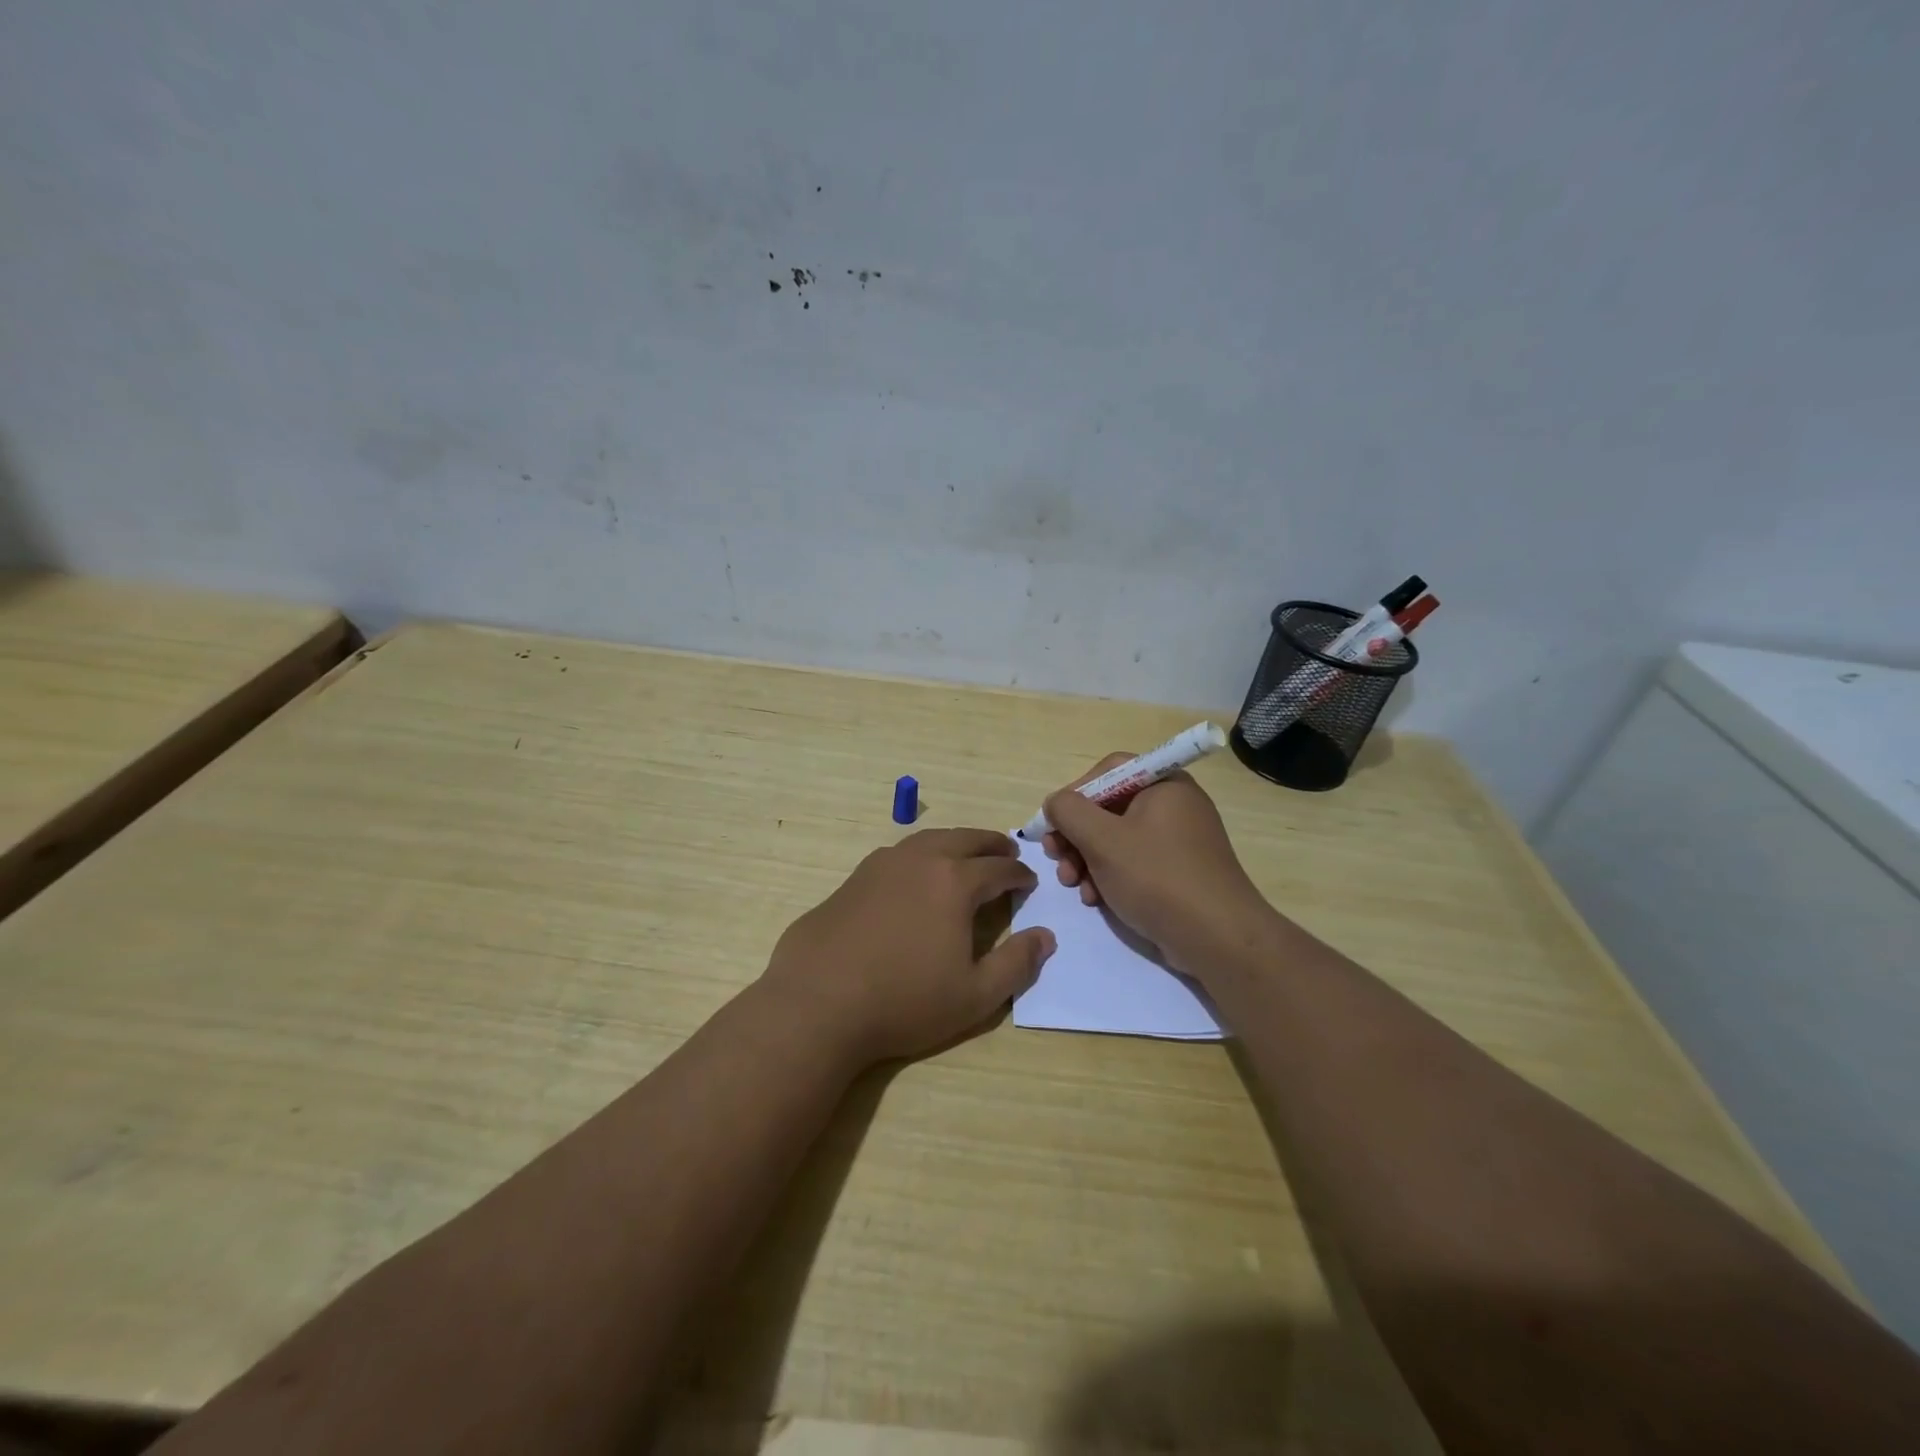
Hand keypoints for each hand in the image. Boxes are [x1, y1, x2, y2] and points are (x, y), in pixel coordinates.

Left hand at [761, 827, 1055, 1065]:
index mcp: (955, 881)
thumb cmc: (904, 1001)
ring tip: (965, 855)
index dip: (1019, 874)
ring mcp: (882, 864)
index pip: (999, 867)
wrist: (818, 1003)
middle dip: (991, 844)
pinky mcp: (853, 878)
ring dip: (955, 842)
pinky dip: (921, 854)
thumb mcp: (975, 996)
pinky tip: (917, 874)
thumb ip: (1017, 964)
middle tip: (1006, 850)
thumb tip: (1046, 937)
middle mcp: (920, 860)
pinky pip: (899, 853)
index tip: (1029, 881)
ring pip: (929, 839)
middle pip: (965, 839)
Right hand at [1041, 755, 1272, 980]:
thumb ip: (1068, 811)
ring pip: (1117, 838)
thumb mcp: (1102, 839)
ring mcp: (1179, 840)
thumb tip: (1055, 803)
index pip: (1108, 771)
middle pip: (1109, 806)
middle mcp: (1174, 805)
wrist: (1217, 938)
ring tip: (1073, 885)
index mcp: (1163, 784)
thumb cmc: (1157, 877)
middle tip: (1056, 858)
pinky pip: (1134, 863)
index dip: (1075, 793)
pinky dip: (1110, 876)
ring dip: (1086, 859)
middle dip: (1076, 835)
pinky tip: (1096, 900)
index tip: (1054, 823)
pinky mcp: (1179, 872)